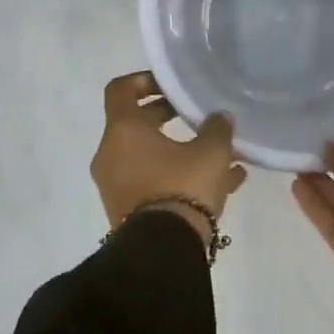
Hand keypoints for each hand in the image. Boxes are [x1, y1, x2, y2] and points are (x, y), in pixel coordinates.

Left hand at [92, 71, 246, 247]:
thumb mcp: (211, 152)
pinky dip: (178, 176)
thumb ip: (217, 128)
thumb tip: (219, 117)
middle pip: (136, 123)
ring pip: (149, 156)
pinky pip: (153, 182)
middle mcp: (111, 154)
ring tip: (219, 155)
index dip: (144, 80)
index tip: (171, 86)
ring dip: (179, 150)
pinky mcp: (126, 212)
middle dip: (168, 117)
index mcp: (123, 130)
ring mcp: (116, 185)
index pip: (120, 89)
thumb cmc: (182, 186)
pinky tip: (222, 185)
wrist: (162, 252)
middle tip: (197, 117)